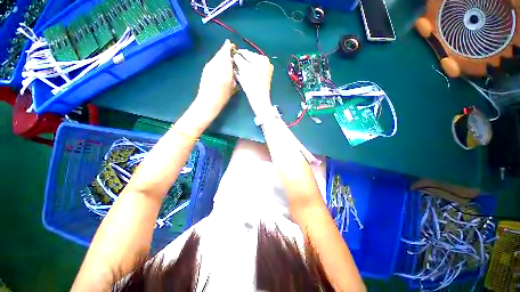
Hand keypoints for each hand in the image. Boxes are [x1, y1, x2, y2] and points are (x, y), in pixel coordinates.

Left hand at [192, 39, 236, 124]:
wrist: (208, 101)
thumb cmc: (223, 94)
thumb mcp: (233, 85)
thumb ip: (234, 75)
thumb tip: (235, 69)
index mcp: (223, 64)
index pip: (226, 50)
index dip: (230, 47)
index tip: (235, 49)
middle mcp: (215, 62)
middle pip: (221, 53)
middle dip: (227, 53)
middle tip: (233, 58)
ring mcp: (209, 65)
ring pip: (217, 57)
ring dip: (222, 59)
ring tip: (228, 65)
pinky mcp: (205, 70)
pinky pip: (213, 63)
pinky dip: (218, 63)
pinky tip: (221, 71)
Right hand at [233, 49, 273, 115]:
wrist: (259, 98)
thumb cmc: (251, 83)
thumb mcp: (243, 69)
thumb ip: (238, 59)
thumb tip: (235, 55)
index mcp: (262, 58)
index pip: (247, 53)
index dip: (238, 53)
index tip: (230, 54)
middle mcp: (266, 63)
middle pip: (250, 60)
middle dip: (241, 62)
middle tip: (233, 63)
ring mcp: (267, 71)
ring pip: (252, 67)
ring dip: (244, 68)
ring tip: (237, 69)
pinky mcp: (265, 79)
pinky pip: (255, 73)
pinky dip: (249, 73)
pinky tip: (242, 75)